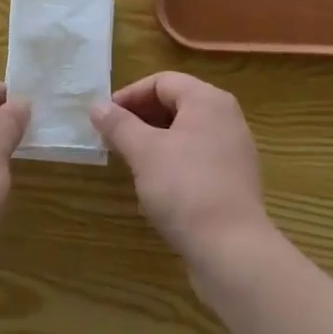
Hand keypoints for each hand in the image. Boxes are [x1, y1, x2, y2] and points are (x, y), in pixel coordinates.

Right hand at [91, 72, 270, 266]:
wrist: (233, 251)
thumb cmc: (185, 188)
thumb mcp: (144, 152)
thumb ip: (119, 124)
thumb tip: (97, 106)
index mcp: (208, 100)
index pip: (162, 82)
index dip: (130, 95)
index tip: (105, 117)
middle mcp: (226, 117)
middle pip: (176, 104)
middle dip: (141, 117)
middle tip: (114, 138)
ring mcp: (234, 150)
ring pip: (186, 132)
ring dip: (155, 140)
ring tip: (131, 160)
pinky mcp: (235, 180)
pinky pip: (198, 156)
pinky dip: (174, 160)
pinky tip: (157, 185)